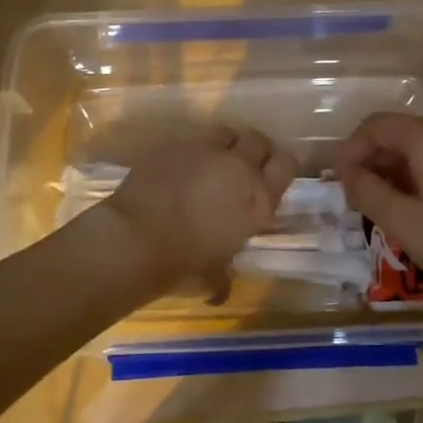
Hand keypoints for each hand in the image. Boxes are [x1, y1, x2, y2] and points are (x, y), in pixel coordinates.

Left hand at [100, 127, 297, 301]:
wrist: (136, 238)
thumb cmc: (184, 263)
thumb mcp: (215, 274)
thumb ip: (225, 274)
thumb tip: (220, 289)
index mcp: (258, 198)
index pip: (287, 164)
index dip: (281, 166)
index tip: (271, 175)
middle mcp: (237, 166)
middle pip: (257, 140)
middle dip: (252, 150)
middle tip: (241, 167)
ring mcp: (204, 149)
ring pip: (224, 132)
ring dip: (222, 145)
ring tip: (209, 162)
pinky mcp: (173, 143)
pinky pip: (189, 140)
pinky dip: (188, 152)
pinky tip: (176, 169)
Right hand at [333, 114, 422, 309]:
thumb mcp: (403, 223)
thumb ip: (367, 192)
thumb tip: (347, 174)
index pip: (378, 126)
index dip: (350, 149)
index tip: (336, 179)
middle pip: (404, 132)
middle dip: (375, 158)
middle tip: (358, 194)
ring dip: (401, 166)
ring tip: (387, 202)